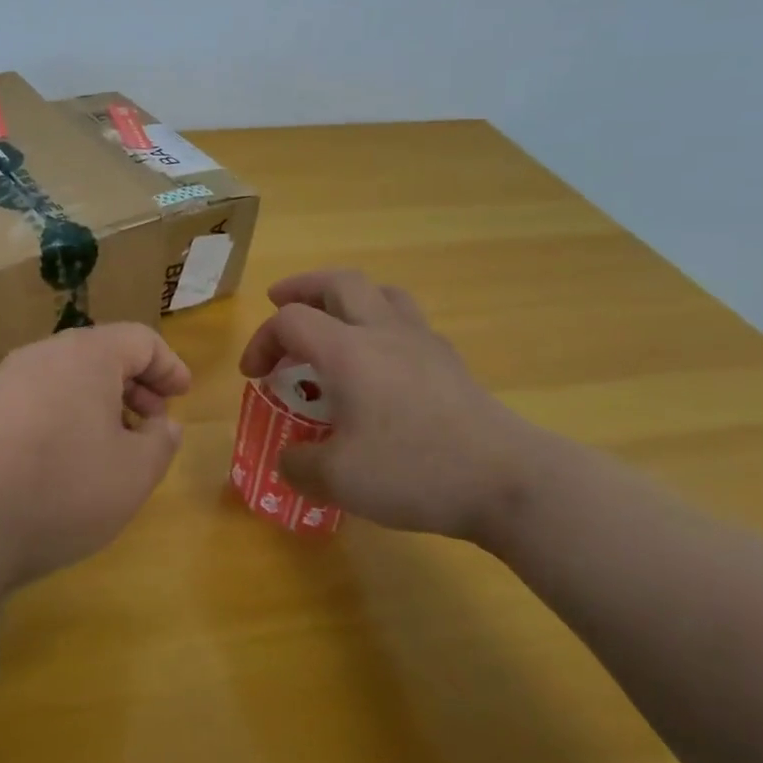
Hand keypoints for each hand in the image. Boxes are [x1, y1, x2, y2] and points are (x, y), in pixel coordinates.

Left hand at [0, 323, 191, 586]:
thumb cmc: (62, 489)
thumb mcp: (134, 473)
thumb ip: (161, 442)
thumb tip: (163, 424)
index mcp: (87, 354)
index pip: (140, 339)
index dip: (169, 366)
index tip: (183, 396)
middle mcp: (44, 353)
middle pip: (101, 354)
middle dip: (136, 385)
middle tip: (153, 423)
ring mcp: (7, 378)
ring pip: (68, 376)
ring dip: (100, 403)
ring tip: (114, 446)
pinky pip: (39, 397)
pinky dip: (66, 415)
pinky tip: (68, 459)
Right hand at [238, 270, 550, 542]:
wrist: (508, 481)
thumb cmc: (414, 471)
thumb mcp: (338, 480)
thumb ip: (299, 465)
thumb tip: (288, 459)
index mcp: (347, 351)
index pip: (290, 321)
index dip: (261, 340)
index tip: (253, 376)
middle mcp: (383, 332)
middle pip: (339, 282)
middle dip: (302, 287)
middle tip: (280, 301)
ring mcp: (423, 343)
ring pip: (381, 292)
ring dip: (347, 297)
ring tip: (333, 319)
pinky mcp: (451, 363)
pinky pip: (408, 321)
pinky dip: (381, 324)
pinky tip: (381, 360)